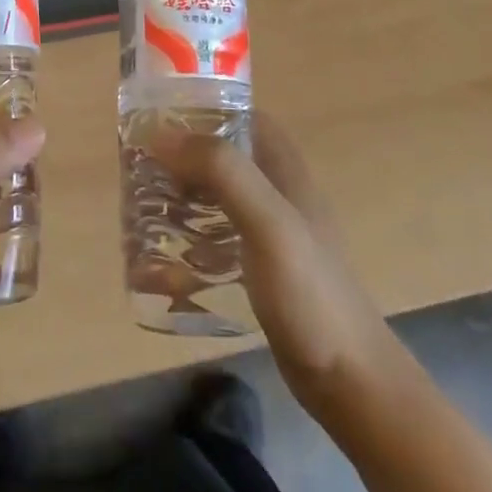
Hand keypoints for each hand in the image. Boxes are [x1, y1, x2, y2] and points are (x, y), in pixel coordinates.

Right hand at [152, 113, 384, 412]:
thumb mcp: (267, 222)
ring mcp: (271, 235)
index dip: (206, 108)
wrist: (350, 382)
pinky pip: (217, 242)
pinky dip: (189, 243)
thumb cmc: (310, 293)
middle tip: (141, 167)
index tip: (161, 117)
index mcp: (285, 170)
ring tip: (142, 209)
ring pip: (218, 198)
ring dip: (182, 199)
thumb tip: (163, 134)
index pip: (245, 116)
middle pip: (225, 156)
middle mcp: (279, 194)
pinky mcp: (261, 271)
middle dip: (183, 157)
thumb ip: (222, 171)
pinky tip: (162, 266)